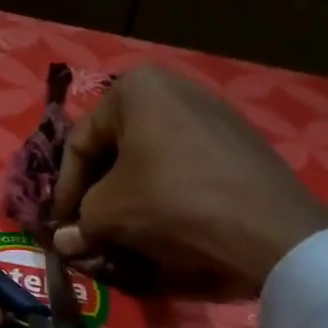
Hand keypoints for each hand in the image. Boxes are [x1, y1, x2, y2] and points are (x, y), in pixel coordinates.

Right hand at [50, 67, 327, 297]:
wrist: (267, 227)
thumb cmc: (173, 202)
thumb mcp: (110, 213)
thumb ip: (79, 223)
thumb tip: (64, 241)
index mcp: (135, 88)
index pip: (80, 143)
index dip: (64, 190)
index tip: (61, 225)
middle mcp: (174, 86)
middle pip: (116, 145)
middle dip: (98, 190)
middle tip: (89, 226)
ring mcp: (212, 110)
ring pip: (150, 155)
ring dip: (129, 192)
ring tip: (124, 228)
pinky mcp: (239, 139)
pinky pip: (185, 162)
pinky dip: (165, 189)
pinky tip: (164, 221)